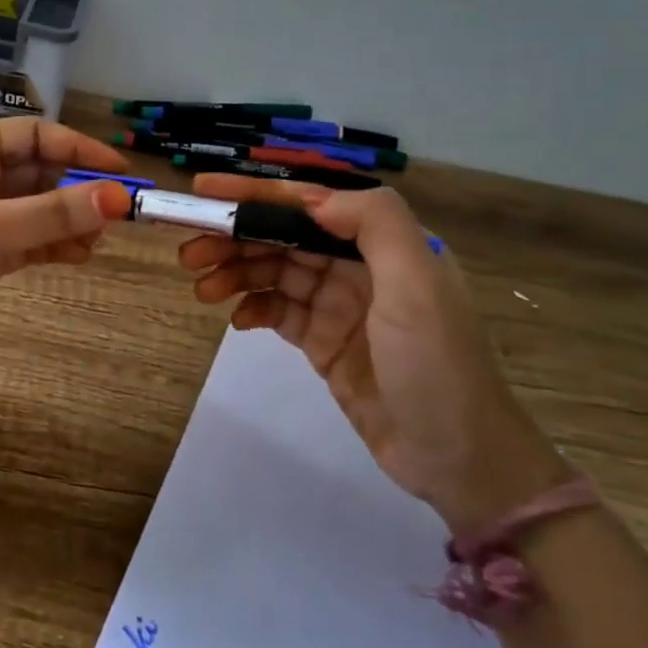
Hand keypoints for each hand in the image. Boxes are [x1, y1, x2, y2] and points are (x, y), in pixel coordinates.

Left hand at [0, 118, 133, 361]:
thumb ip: (51, 214)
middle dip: (78, 190)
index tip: (120, 173)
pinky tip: (79, 257)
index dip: (80, 150)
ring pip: (36, 209)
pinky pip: (26, 240)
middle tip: (118, 215)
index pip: (36, 136)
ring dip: (69, 221)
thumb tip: (118, 198)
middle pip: (40, 172)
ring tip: (99, 242)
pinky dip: (52, 246)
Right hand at [179, 176, 567, 533]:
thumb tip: (313, 198)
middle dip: (235, 237)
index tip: (205, 189)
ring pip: (275, 274)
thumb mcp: (417, 285)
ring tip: (201, 288)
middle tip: (188, 251)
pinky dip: (253, 309)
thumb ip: (374, 225)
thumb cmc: (437, 365)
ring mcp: (340, 307)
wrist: (458, 458)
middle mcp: (360, 268)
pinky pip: (279, 313)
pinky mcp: (324, 344)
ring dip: (236, 273)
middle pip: (284, 238)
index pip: (310, 205)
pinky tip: (236, 319)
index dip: (256, 194)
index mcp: (384, 244)